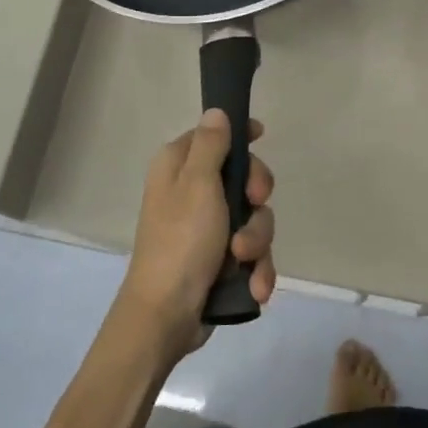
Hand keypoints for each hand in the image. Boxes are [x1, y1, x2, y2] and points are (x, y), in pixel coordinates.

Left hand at [115, 109, 276, 362]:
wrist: (166, 316)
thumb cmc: (181, 241)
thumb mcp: (197, 184)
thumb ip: (211, 145)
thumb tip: (216, 111)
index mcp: (178, 167)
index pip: (214, 135)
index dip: (240, 136)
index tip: (261, 137)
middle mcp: (191, 192)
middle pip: (242, 177)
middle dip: (255, 199)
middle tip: (254, 205)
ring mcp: (206, 228)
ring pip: (252, 218)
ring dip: (256, 241)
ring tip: (244, 260)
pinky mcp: (218, 260)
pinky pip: (251, 252)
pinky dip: (255, 268)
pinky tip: (254, 286)